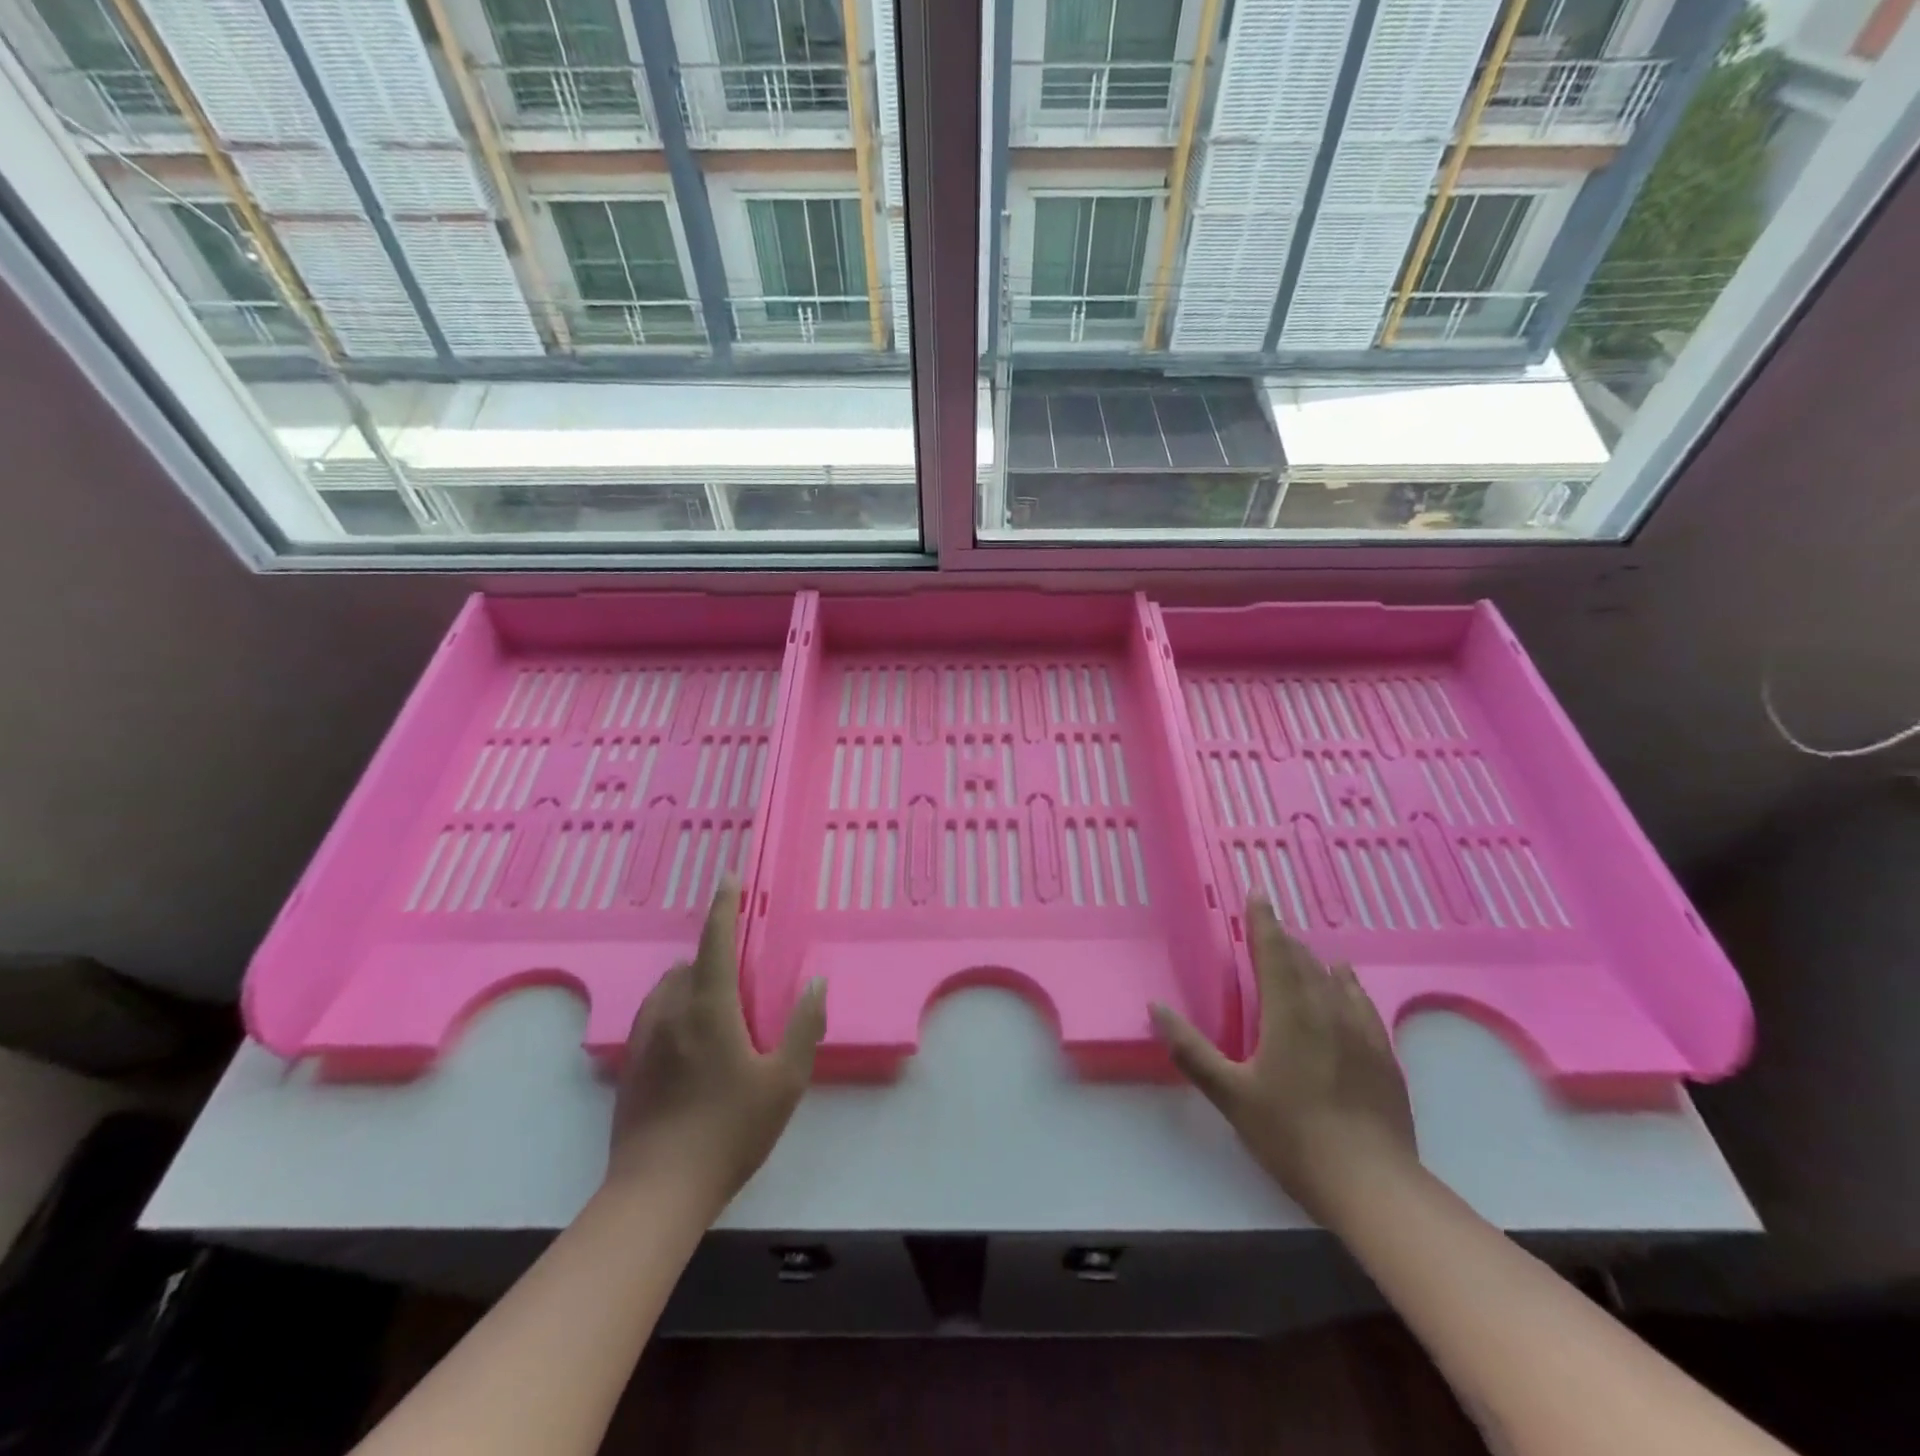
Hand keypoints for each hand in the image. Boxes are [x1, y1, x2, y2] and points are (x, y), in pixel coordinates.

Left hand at [605, 880, 826, 1211]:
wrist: (657, 1192)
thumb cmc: (730, 1131)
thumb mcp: (784, 1082)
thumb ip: (803, 1027)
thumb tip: (817, 983)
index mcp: (709, 1007)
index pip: (716, 942)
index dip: (724, 906)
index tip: (729, 878)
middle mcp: (671, 1012)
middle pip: (691, 964)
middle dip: (714, 955)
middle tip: (741, 971)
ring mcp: (644, 1039)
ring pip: (668, 989)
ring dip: (691, 981)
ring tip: (717, 1001)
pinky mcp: (630, 1065)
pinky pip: (654, 1016)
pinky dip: (674, 1007)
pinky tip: (689, 1038)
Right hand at [1151, 897, 1416, 1219]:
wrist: (1373, 1186)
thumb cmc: (1292, 1135)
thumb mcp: (1230, 1095)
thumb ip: (1191, 1050)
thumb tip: (1156, 1007)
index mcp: (1289, 1012)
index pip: (1273, 951)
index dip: (1262, 921)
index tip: (1257, 893)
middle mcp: (1327, 1009)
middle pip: (1303, 960)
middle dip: (1282, 939)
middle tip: (1266, 925)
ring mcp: (1361, 1031)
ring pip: (1333, 978)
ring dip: (1312, 959)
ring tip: (1300, 950)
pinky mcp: (1382, 1054)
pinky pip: (1360, 1002)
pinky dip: (1346, 984)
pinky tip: (1345, 984)